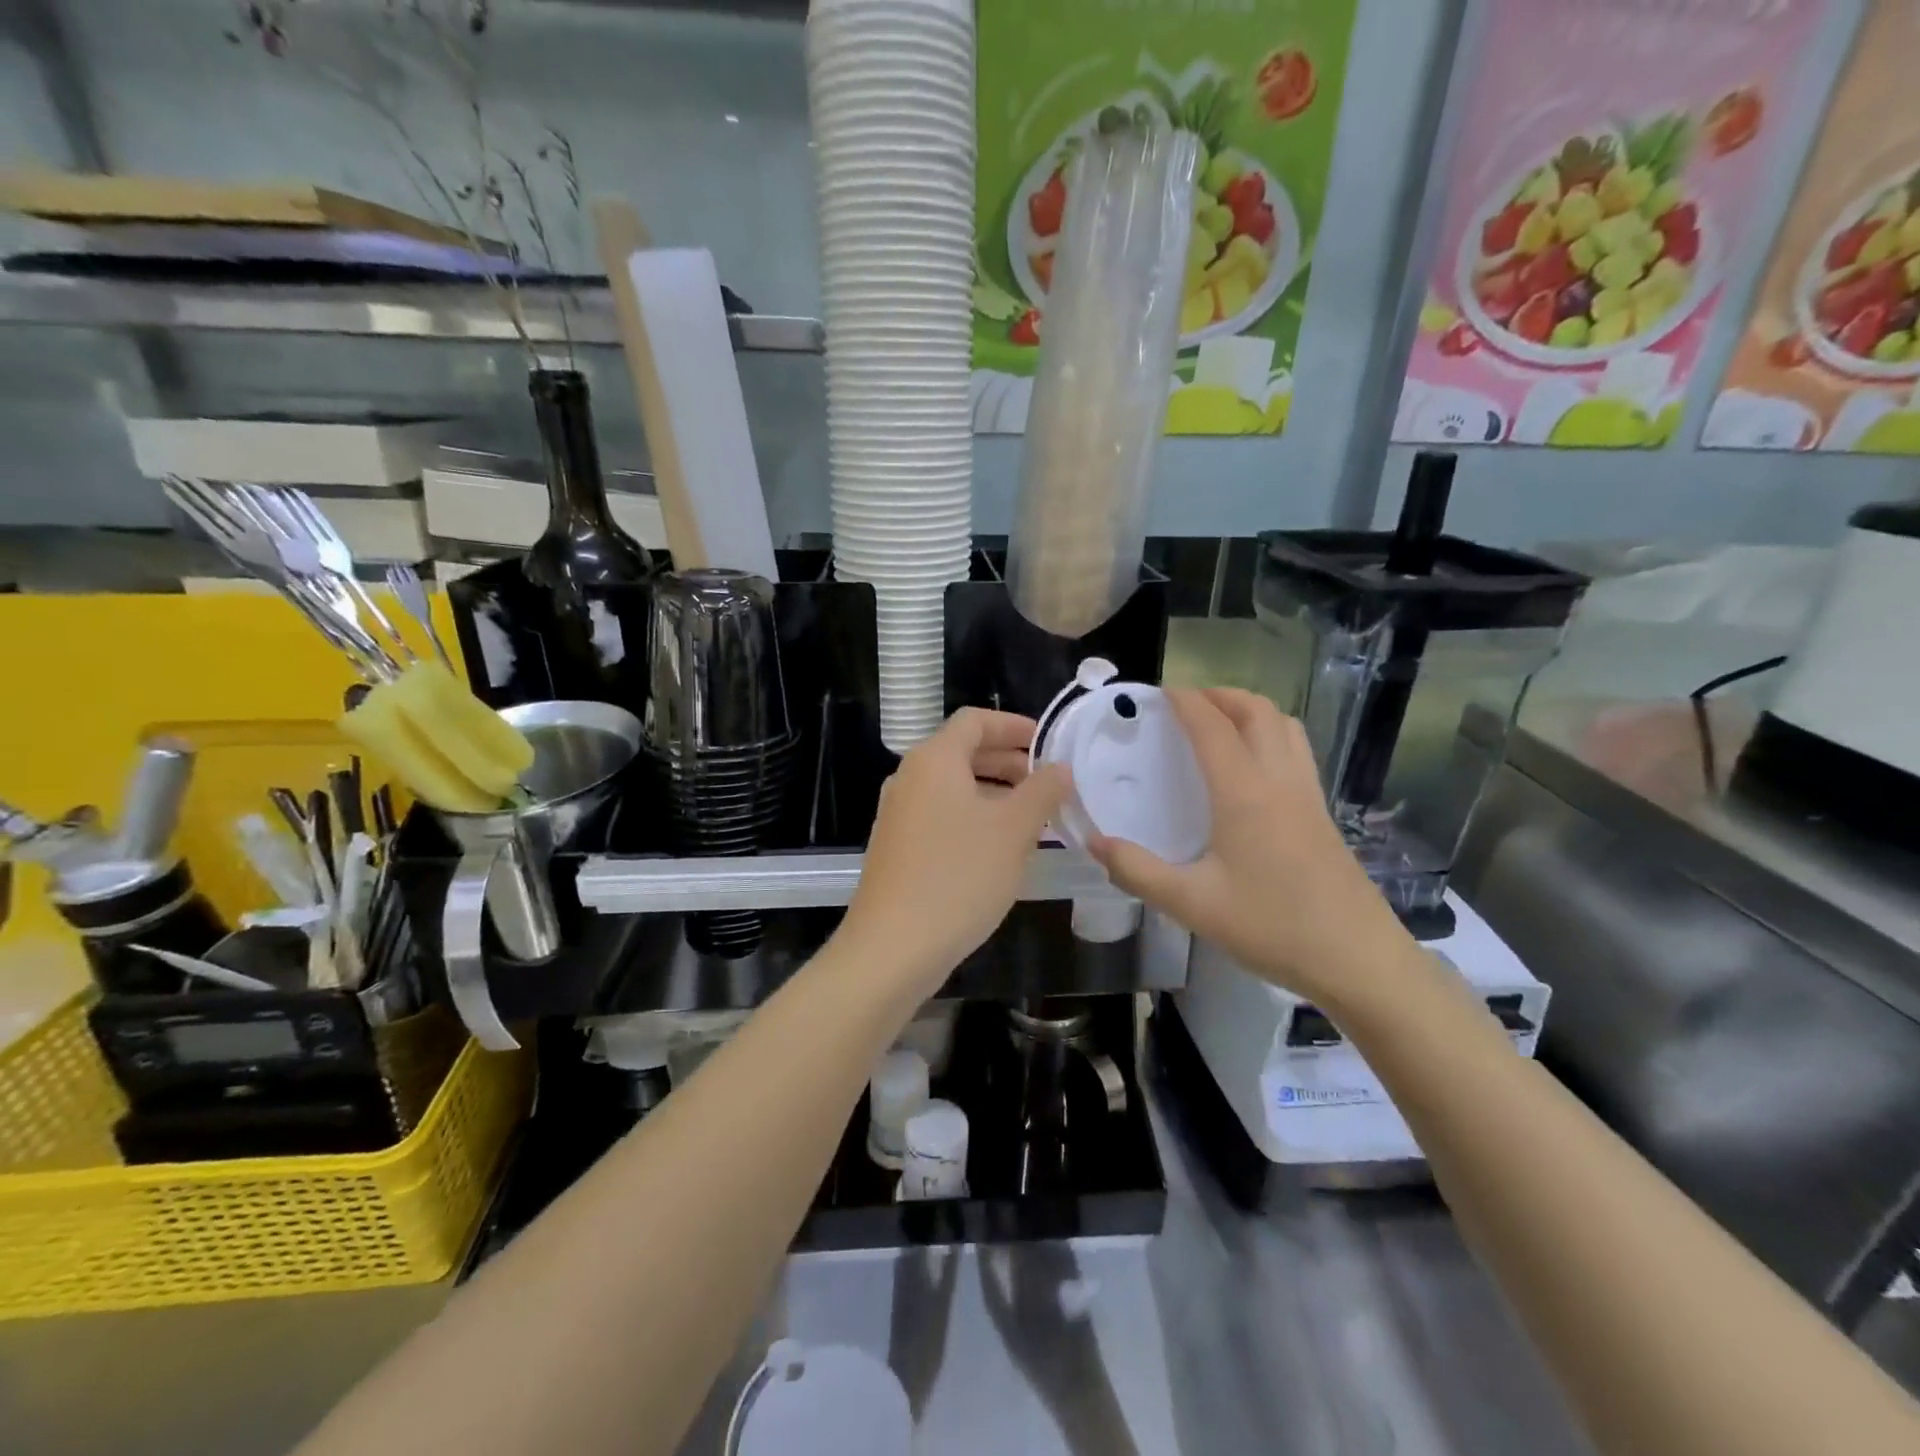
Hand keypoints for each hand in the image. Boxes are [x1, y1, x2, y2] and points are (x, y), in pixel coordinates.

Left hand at [840, 709, 1069, 997]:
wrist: (893, 946)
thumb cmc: (959, 876)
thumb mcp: (1013, 830)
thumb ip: (1042, 791)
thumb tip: (1059, 768)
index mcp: (934, 760)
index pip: (975, 720)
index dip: (1015, 726)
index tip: (1049, 745)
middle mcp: (910, 778)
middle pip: (963, 752)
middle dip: (1009, 761)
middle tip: (1049, 783)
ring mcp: (899, 815)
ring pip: (954, 788)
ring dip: (995, 793)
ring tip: (1034, 818)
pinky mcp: (898, 848)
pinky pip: (942, 816)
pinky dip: (974, 818)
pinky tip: (1000, 849)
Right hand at [1087, 688, 1409, 1007]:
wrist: (1357, 959)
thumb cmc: (1272, 926)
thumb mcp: (1191, 904)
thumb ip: (1137, 871)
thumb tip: (1094, 842)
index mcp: (1244, 792)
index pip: (1212, 726)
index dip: (1185, 701)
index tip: (1157, 692)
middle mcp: (1279, 780)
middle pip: (1256, 711)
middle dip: (1219, 694)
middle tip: (1185, 704)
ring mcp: (1308, 795)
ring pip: (1284, 726)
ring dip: (1250, 710)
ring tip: (1219, 724)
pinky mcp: (1322, 814)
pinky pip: (1296, 751)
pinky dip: (1270, 735)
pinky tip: (1252, 769)